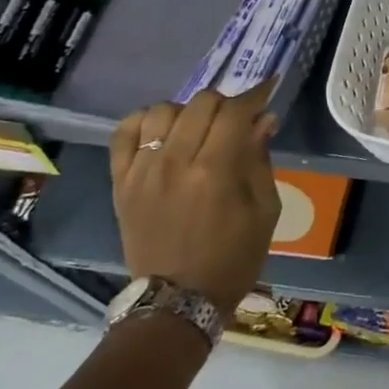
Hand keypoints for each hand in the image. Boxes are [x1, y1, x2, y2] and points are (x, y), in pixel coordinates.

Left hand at [109, 81, 281, 316]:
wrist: (178, 300)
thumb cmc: (233, 257)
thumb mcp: (265, 210)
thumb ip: (260, 159)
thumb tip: (263, 119)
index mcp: (216, 171)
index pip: (236, 111)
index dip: (256, 94)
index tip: (268, 88)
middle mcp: (175, 162)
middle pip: (200, 103)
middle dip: (226, 102)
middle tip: (237, 119)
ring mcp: (142, 171)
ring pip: (162, 111)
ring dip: (187, 111)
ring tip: (198, 128)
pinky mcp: (120, 182)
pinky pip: (123, 133)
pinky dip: (143, 121)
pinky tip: (162, 130)